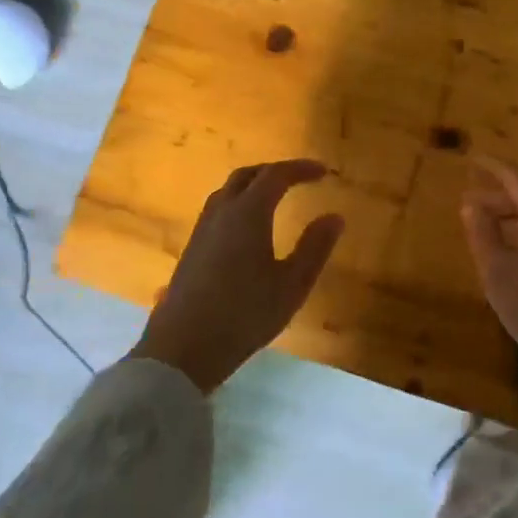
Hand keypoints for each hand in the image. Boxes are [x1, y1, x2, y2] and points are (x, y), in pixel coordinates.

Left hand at [131, 160, 344, 392]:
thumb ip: (315, 248)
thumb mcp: (292, 285)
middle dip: (275, 171)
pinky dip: (239, 203)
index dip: (301, 169)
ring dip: (253, 185)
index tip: (323, 172)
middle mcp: (221, 212)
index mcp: (248, 213)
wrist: (183, 348)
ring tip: (275, 198)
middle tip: (299, 179)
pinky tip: (248, 228)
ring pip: (228, 191)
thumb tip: (335, 217)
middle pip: (247, 176)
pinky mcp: (192, 248)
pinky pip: (218, 209)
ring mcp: (202, 230)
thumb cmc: (244, 314)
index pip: (276, 175)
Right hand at [459, 156, 517, 403]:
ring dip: (514, 217)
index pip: (517, 176)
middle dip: (499, 196)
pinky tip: (516, 257)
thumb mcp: (499, 274)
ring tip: (488, 231)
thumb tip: (471, 204)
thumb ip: (482, 234)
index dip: (493, 166)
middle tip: (469, 205)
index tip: (472, 159)